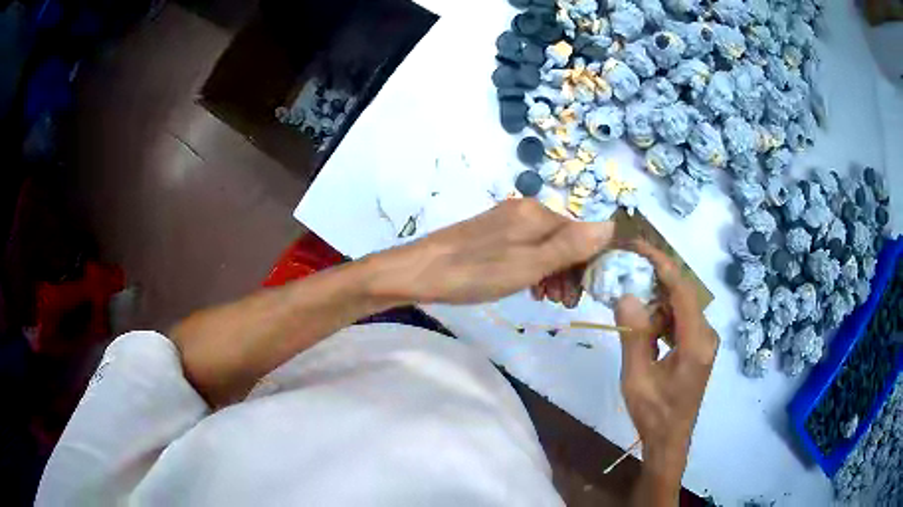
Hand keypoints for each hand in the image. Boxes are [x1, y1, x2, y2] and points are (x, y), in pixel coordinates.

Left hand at [373, 199, 613, 304]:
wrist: (419, 272)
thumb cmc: (476, 272)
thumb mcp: (529, 264)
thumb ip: (570, 246)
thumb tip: (610, 226)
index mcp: (537, 214)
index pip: (581, 234)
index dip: (588, 263)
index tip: (583, 294)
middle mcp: (525, 211)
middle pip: (563, 239)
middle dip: (570, 271)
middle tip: (564, 304)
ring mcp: (506, 222)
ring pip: (545, 246)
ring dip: (554, 273)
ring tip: (548, 300)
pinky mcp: (492, 235)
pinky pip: (526, 249)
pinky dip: (534, 269)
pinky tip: (531, 288)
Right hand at [614, 241, 717, 501]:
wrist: (670, 439)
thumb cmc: (654, 413)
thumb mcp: (636, 377)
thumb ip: (633, 335)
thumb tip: (625, 295)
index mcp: (696, 342)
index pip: (682, 289)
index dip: (660, 263)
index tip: (637, 246)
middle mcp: (706, 334)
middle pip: (681, 294)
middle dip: (654, 280)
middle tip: (625, 272)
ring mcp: (704, 340)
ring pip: (679, 306)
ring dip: (655, 302)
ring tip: (629, 304)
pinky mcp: (698, 346)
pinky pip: (680, 320)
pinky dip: (661, 317)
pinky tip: (644, 327)